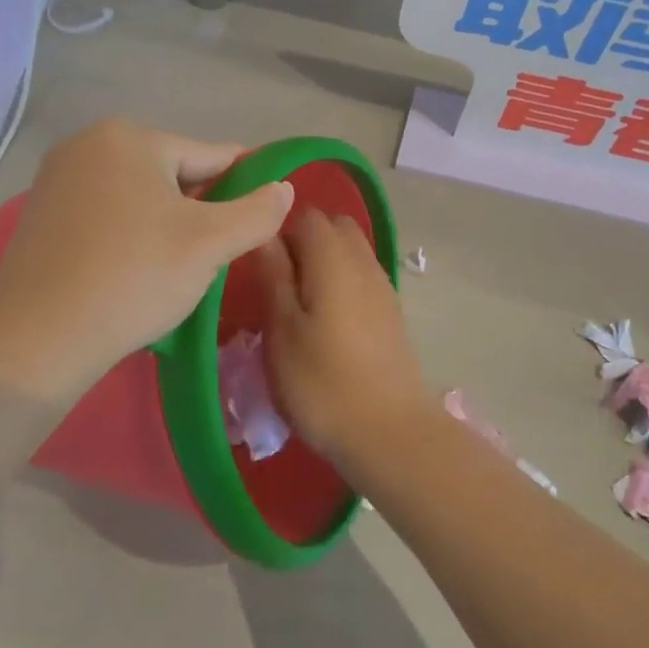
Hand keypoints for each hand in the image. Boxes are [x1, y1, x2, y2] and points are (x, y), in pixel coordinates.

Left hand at [0, 119, 292, 404]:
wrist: (36, 339)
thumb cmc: (133, 278)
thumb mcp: (210, 244)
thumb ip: (257, 211)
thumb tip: (284, 187)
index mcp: (130, 137)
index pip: (211, 156)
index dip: (243, 188)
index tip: (260, 219)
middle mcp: (88, 143)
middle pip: (173, 174)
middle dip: (199, 211)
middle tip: (213, 258)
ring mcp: (58, 177)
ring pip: (140, 196)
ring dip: (166, 225)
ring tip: (176, 270)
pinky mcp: (41, 213)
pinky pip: (107, 214)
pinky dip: (130, 235)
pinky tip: (135, 271)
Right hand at [257, 209, 436, 466]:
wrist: (389, 432)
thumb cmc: (322, 382)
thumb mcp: (282, 329)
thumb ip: (273, 275)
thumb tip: (265, 234)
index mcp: (334, 258)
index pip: (306, 215)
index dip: (279, 228)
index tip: (257, 260)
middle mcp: (364, 261)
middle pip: (334, 228)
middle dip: (304, 241)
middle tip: (276, 280)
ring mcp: (383, 287)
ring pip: (351, 252)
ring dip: (324, 263)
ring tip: (297, 303)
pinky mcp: (391, 313)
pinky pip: (362, 278)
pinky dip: (341, 284)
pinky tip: (325, 322)